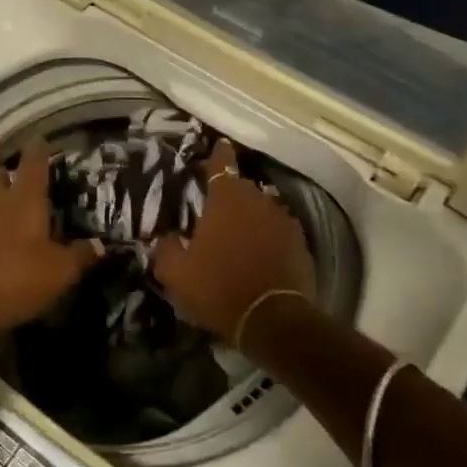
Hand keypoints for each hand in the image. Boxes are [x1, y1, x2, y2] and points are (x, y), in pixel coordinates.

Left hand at [0, 135, 102, 338]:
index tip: (44, 140)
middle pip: (2, 174)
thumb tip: (99, 245)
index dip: (40, 149)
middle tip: (30, 181)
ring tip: (22, 213)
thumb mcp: (60, 271)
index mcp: (24, 198)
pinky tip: (6, 242)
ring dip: (1, 200)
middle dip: (14, 173)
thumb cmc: (16, 278)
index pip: (33, 161)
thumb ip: (81, 255)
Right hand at [153, 139, 315, 342]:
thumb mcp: (177, 272)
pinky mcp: (301, 244)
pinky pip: (278, 233)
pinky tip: (258, 256)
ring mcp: (284, 221)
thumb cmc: (219, 287)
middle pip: (242, 188)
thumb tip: (166, 238)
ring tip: (237, 236)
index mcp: (228, 199)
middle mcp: (259, 201)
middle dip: (230, 195)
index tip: (218, 147)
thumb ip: (167, 248)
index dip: (217, 155)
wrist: (273, 319)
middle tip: (215, 209)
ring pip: (262, 211)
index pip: (222, 164)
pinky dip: (267, 239)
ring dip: (250, 218)